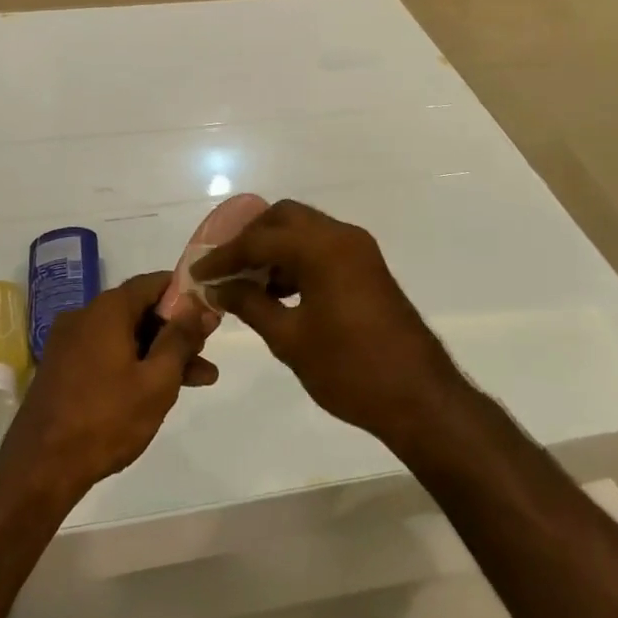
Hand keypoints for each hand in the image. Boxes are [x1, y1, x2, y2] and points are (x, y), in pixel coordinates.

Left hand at [1, 272, 216, 497]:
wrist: (38, 469)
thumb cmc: (105, 419)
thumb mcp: (156, 380)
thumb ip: (181, 338)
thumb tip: (200, 305)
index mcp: (107, 308)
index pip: (154, 283)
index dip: (186, 294)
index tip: (209, 313)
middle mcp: (85, 315)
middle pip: (140, 311)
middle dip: (176, 332)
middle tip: (207, 355)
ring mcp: (69, 342)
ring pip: (125, 337)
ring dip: (159, 354)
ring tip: (198, 381)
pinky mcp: (62, 368)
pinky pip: (106, 353)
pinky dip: (133, 364)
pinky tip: (155, 390)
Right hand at [189, 200, 461, 447]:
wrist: (420, 398)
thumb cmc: (350, 369)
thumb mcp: (290, 339)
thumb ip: (250, 304)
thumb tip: (218, 288)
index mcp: (322, 247)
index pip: (260, 239)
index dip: (225, 256)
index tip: (198, 272)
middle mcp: (341, 236)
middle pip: (284, 218)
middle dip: (251, 238)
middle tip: (225, 268)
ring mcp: (358, 249)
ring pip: (304, 230)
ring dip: (274, 248)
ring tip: (247, 283)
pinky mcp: (366, 266)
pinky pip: (322, 247)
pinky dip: (296, 259)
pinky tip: (279, 292)